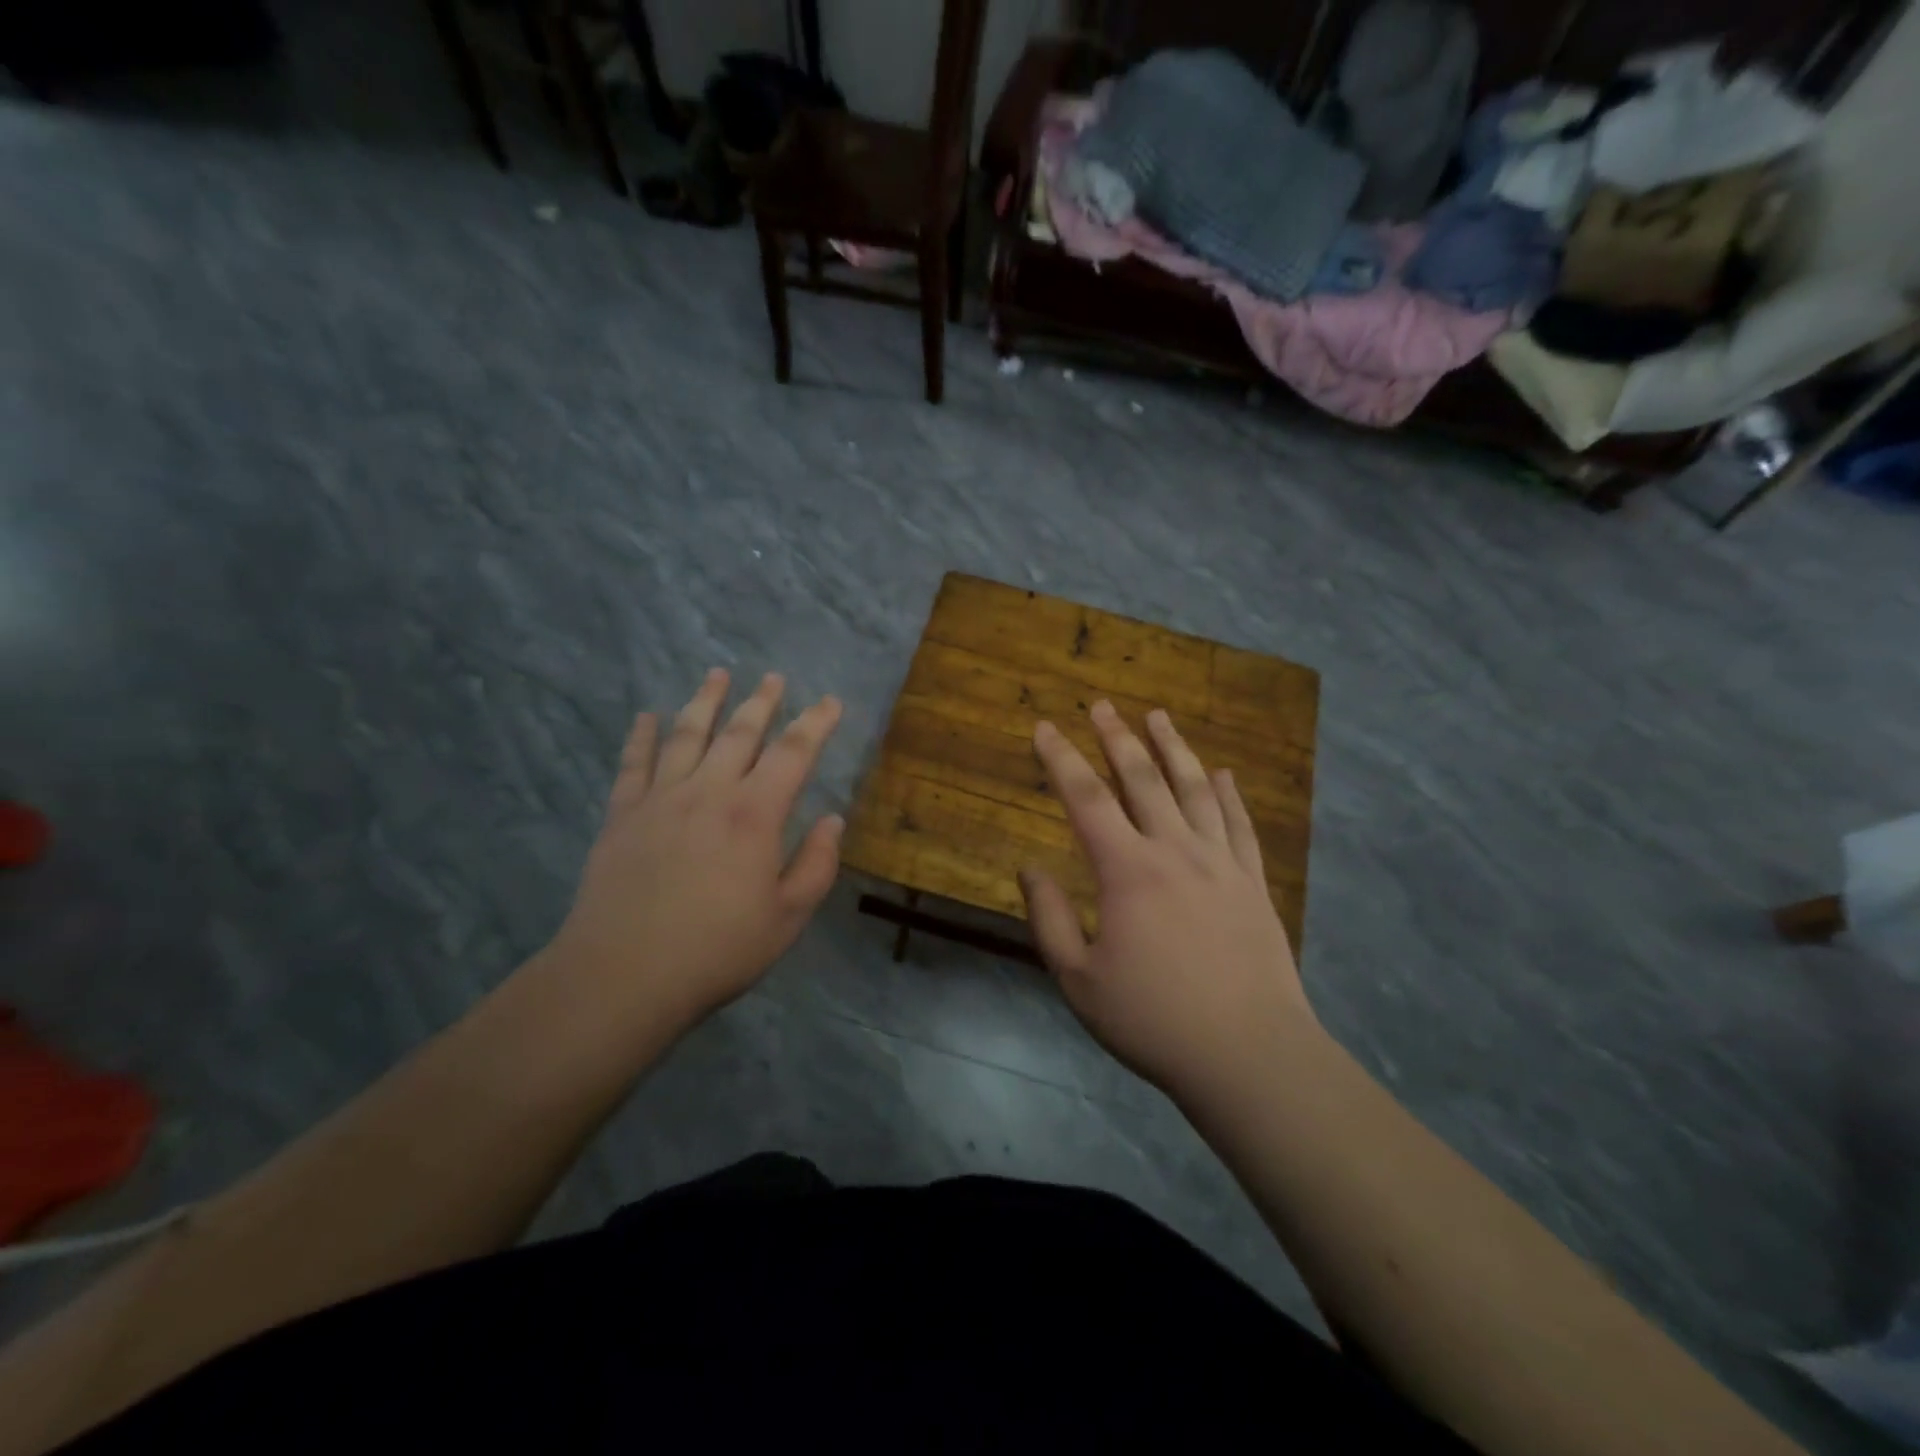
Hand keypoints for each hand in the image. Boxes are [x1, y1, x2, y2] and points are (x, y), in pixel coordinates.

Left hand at [550, 668, 844, 1028]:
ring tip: (717, 674)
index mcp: (755, 814)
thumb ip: (816, 865)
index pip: (793, 753)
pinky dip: (642, 736)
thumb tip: (831, 820)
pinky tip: (647, 717)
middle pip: (739, 733)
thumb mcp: (788, 917)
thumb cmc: (717, 950)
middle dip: (762, 701)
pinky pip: (634, 764)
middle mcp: (709, 792)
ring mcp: (660, 799)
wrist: (623, 975)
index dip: (815, 723)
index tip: (829, 701)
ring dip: (705, 702)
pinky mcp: (622, 816)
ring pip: (687, 735)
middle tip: (773, 677)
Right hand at [1020, 702, 1313, 1102]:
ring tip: (1159, 716)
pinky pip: (1240, 825)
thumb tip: (1031, 869)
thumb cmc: (1153, 1020)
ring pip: (1195, 789)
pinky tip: (1223, 775)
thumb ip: (1050, 919)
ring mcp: (1221, 863)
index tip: (1044, 727)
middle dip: (1117, 738)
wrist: (1249, 1054)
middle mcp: (1175, 851)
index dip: (1061, 758)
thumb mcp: (1079, 979)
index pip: (1086, 798)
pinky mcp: (1254, 883)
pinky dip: (1228, 795)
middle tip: (1102, 705)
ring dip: (1173, 748)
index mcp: (1127, 871)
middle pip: (1142, 779)